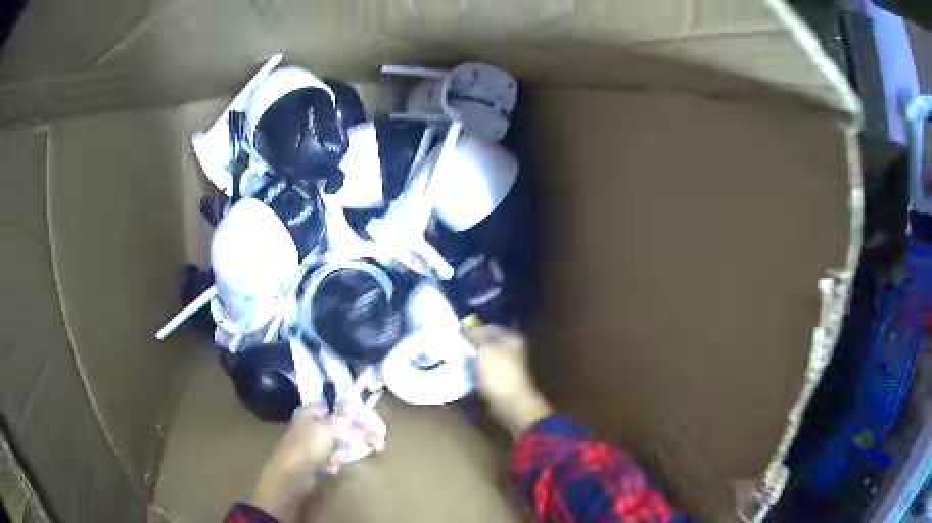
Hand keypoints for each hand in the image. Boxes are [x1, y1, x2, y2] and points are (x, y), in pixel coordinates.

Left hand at [250, 404, 387, 521]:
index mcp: (313, 411)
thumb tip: (353, 410)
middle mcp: (313, 424)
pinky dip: (334, 462)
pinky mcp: (316, 459)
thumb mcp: (329, 427)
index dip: (362, 416)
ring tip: (337, 460)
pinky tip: (330, 468)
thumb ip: (345, 418)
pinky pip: (333, 457)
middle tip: (378, 445)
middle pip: (344, 427)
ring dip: (344, 452)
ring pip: (341, 444)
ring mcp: (314, 442)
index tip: (379, 427)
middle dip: (359, 437)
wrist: (293, 475)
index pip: (343, 408)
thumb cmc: (309, 445)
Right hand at [463, 325, 552, 436]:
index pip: (489, 327)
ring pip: (483, 357)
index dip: (473, 329)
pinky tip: (462, 370)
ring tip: (455, 357)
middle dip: (471, 344)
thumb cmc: (499, 372)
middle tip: (454, 345)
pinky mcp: (498, 379)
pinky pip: (483, 371)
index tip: (457, 334)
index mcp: (512, 338)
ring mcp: (505, 365)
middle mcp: (511, 349)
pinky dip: (473, 370)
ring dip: (471, 358)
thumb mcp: (484, 349)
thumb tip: (463, 328)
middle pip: (486, 342)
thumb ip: (474, 336)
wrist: (510, 402)